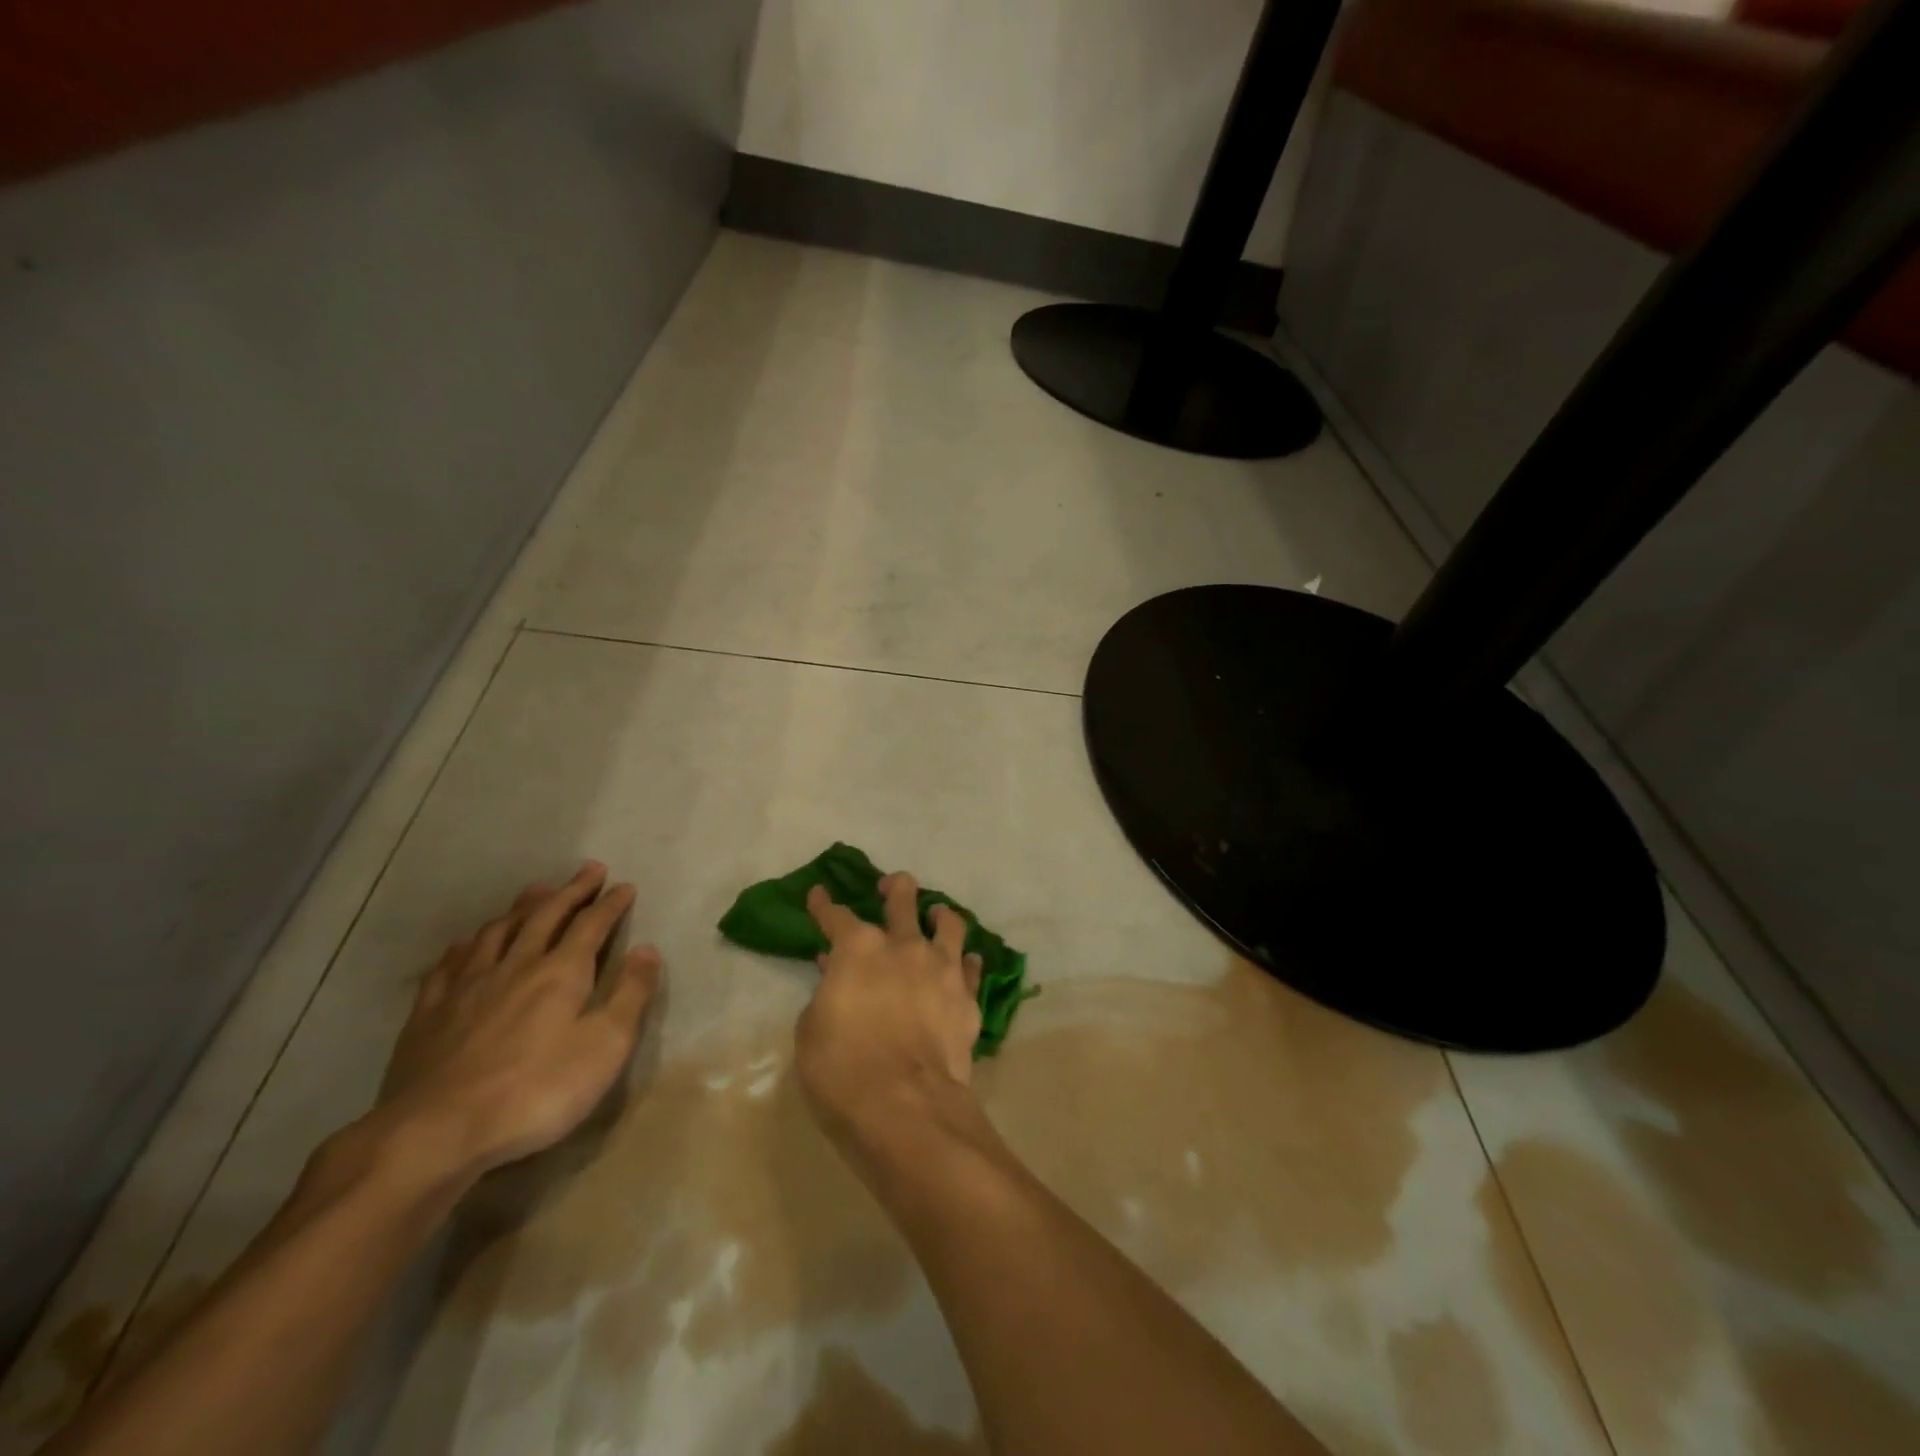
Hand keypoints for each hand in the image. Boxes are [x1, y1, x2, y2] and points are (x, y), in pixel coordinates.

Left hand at [374, 863, 660, 1181]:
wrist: (436, 1132)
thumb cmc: (536, 1091)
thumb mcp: (605, 1046)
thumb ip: (630, 994)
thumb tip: (648, 949)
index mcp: (561, 972)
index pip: (591, 925)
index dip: (610, 904)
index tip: (624, 886)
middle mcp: (516, 965)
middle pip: (546, 916)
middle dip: (571, 891)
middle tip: (588, 870)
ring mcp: (467, 986)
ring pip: (498, 931)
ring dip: (522, 907)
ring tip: (536, 892)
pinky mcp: (429, 1012)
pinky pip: (450, 963)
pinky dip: (468, 944)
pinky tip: (470, 942)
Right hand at [795, 871, 981, 1152]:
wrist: (905, 1107)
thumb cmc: (842, 1070)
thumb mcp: (812, 1031)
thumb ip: (825, 994)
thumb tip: (835, 974)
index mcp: (858, 949)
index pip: (836, 916)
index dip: (824, 905)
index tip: (819, 895)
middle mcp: (903, 946)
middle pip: (902, 899)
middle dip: (893, 887)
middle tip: (889, 886)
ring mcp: (941, 968)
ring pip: (948, 923)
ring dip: (939, 915)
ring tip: (935, 916)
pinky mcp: (967, 997)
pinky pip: (970, 966)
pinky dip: (964, 961)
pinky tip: (961, 965)